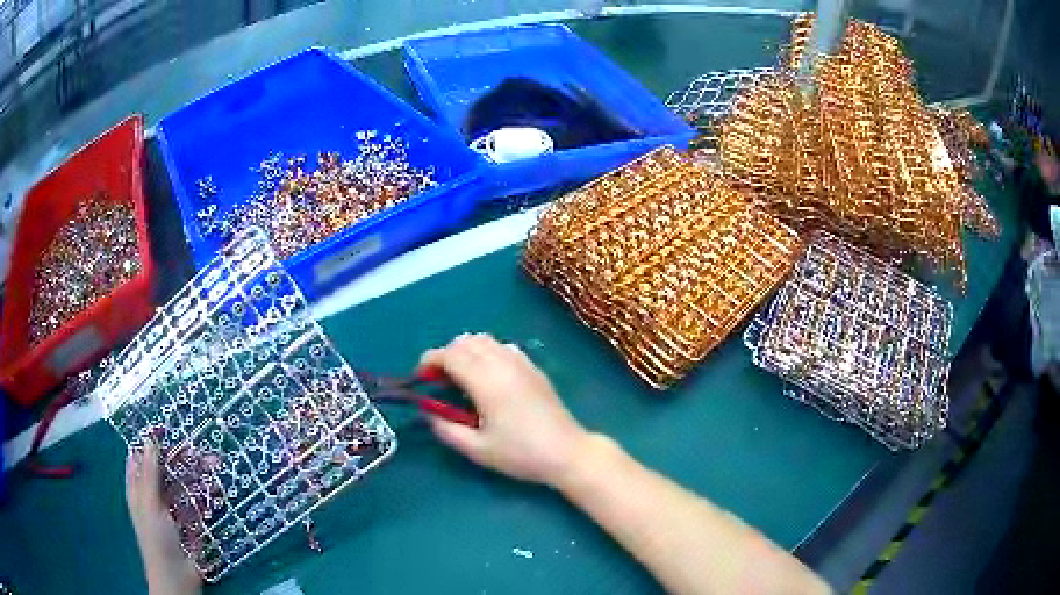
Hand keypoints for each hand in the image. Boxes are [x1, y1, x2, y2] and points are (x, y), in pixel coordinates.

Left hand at [125, 441, 200, 594]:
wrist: (177, 576)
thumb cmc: (156, 537)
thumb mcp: (149, 503)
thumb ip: (149, 472)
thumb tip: (150, 438)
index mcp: (138, 487)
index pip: (142, 457)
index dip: (152, 442)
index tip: (170, 429)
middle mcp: (154, 495)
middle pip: (166, 469)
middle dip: (182, 457)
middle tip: (200, 447)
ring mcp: (173, 509)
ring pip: (184, 484)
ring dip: (197, 474)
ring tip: (215, 464)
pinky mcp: (190, 522)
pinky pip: (197, 502)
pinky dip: (206, 494)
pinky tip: (217, 488)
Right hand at [420, 333, 594, 486]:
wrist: (566, 452)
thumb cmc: (520, 454)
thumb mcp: (477, 449)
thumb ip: (446, 430)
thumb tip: (429, 413)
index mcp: (486, 382)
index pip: (450, 354)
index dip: (430, 361)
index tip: (421, 377)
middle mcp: (502, 363)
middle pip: (465, 340)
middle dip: (447, 354)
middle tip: (440, 380)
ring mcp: (521, 362)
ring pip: (485, 339)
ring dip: (467, 351)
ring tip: (462, 377)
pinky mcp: (533, 367)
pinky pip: (503, 346)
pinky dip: (487, 352)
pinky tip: (489, 377)